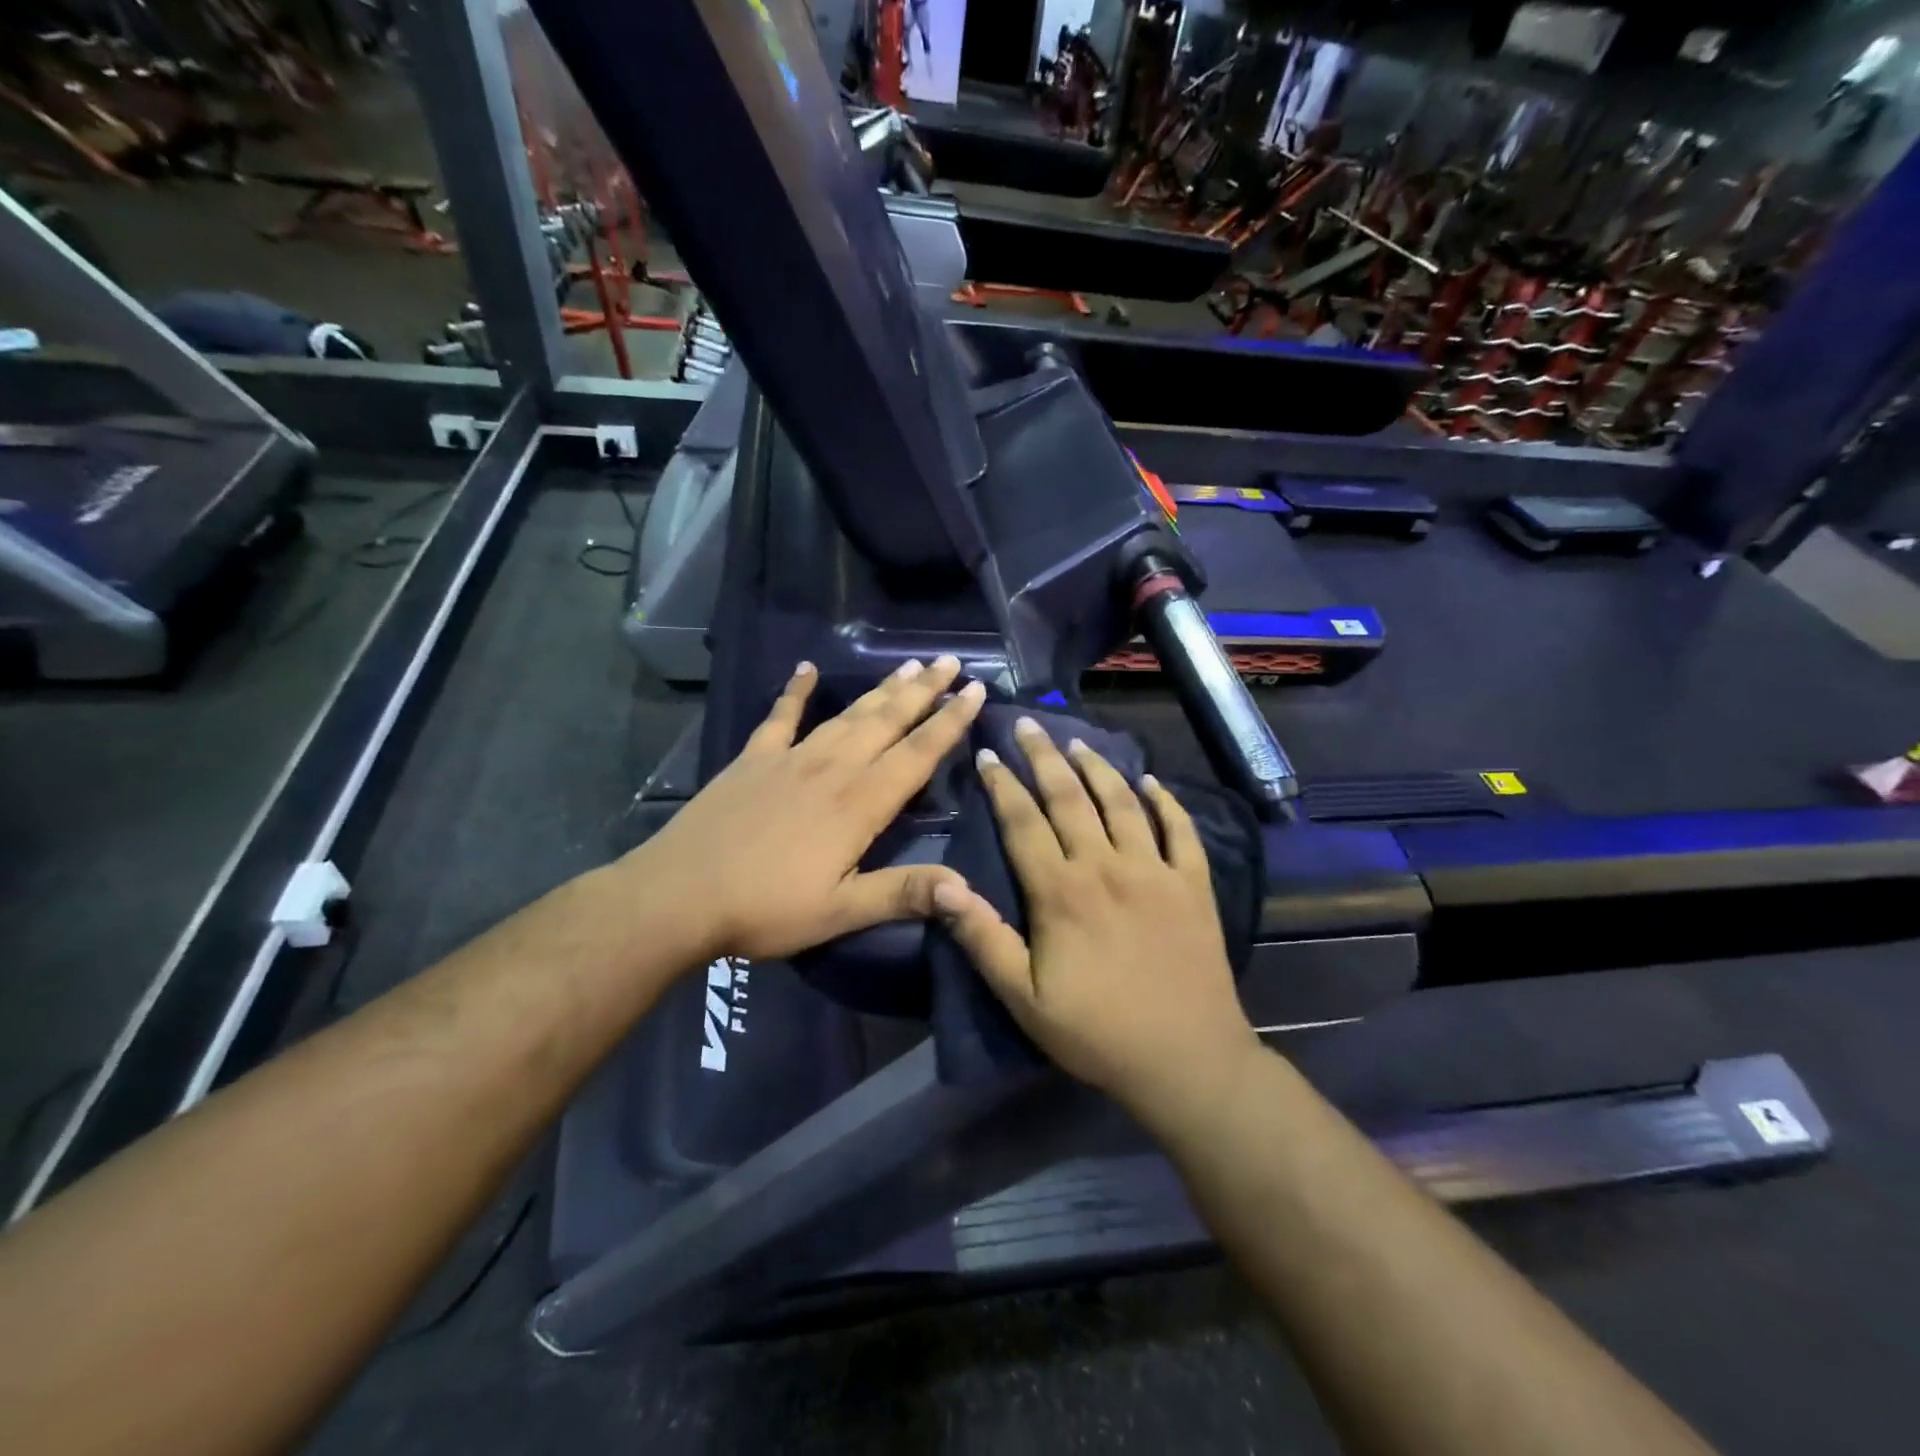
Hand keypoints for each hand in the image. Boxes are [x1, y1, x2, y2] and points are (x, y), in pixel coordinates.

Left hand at [626, 655, 983, 960]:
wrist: (679, 894)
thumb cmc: (766, 908)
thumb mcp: (840, 912)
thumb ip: (903, 894)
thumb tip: (967, 890)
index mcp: (860, 803)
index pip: (918, 753)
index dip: (951, 722)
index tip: (976, 691)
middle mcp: (833, 768)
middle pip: (888, 720)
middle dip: (924, 690)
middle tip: (951, 661)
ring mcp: (791, 758)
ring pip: (848, 714)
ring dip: (882, 689)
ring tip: (909, 665)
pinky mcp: (754, 759)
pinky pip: (780, 717)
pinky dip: (795, 691)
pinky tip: (806, 669)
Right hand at [934, 719, 1261, 1122]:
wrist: (1186, 1060)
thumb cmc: (1096, 1032)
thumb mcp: (1023, 998)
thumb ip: (983, 939)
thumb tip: (944, 887)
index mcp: (1062, 891)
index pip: (1024, 821)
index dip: (1003, 785)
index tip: (988, 753)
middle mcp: (1108, 866)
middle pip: (1071, 798)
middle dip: (1044, 757)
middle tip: (1028, 725)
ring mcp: (1156, 871)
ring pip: (1123, 803)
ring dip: (1098, 768)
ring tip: (1077, 742)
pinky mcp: (1194, 885)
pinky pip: (1181, 830)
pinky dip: (1167, 802)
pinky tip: (1152, 782)